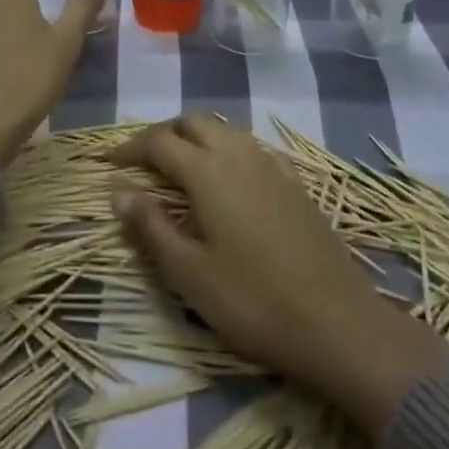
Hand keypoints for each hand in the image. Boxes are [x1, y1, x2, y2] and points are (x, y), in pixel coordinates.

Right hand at [110, 115, 448, 436]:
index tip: (108, 164)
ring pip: (224, 130)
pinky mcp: (295, 183)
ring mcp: (271, 166)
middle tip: (141, 162)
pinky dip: (224, 149)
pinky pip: (249, 147)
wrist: (340, 325)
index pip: (158, 141)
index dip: (129, 148)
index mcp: (208, 171)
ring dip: (194, 137)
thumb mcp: (190, 273)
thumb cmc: (254, 302)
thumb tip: (119, 192)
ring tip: (177, 168)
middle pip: (192, 122)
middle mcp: (239, 155)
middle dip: (162, 134)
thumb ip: (151, 226)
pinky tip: (225, 181)